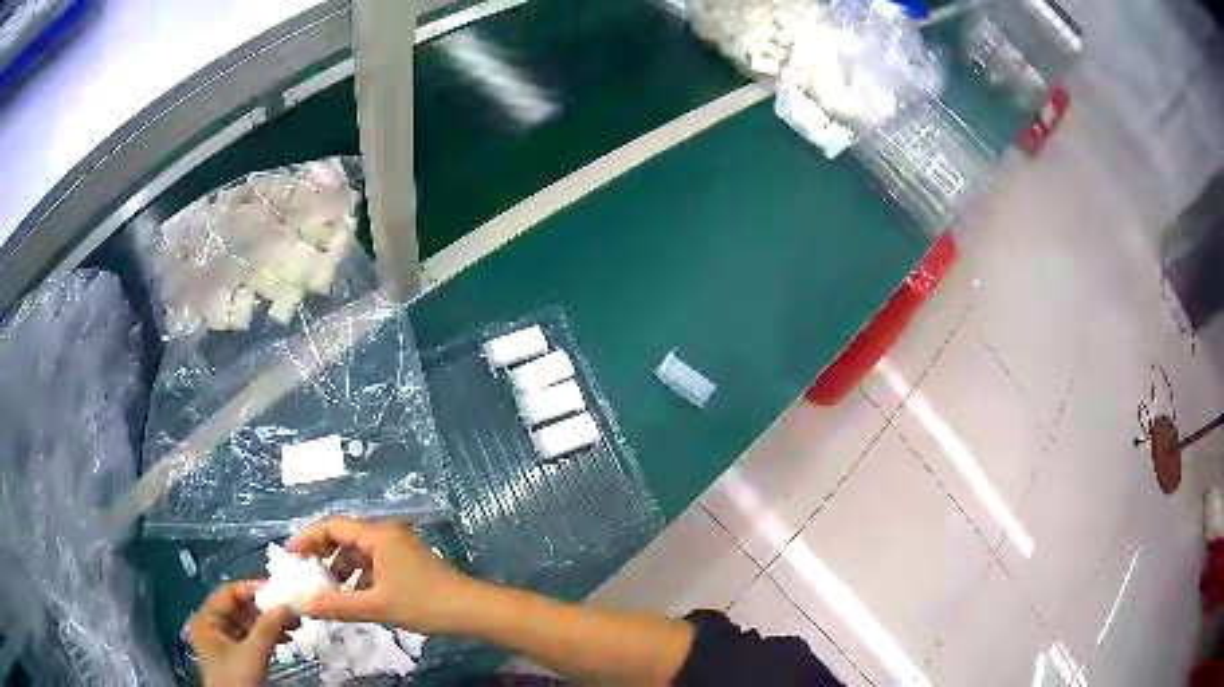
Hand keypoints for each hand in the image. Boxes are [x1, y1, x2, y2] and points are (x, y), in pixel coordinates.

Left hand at [188, 580, 299, 686]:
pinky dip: (268, 637)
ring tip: (294, 625)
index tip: (279, 590)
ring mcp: (224, 642)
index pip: (229, 593)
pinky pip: (252, 638)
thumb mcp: (252, 654)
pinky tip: (286, 639)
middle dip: (266, 609)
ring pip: (248, 624)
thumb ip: (268, 628)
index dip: (252, 589)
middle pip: (240, 608)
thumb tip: (288, 603)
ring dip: (270, 623)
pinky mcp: (236, 656)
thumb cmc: (236, 679)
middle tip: (291, 610)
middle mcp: (213, 626)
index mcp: (208, 618)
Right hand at [286, 517, 476, 632]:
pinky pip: (374, 564)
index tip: (291, 555)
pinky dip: (360, 578)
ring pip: (360, 554)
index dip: (309, 538)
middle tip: (306, 576)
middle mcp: (386, 534)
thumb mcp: (375, 606)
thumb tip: (302, 604)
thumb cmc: (423, 603)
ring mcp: (399, 548)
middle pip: (345, 538)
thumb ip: (336, 605)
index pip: (333, 526)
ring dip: (342, 570)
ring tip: (328, 593)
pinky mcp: (407, 563)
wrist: (471, 610)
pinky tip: (355, 599)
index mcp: (377, 534)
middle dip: (324, 556)